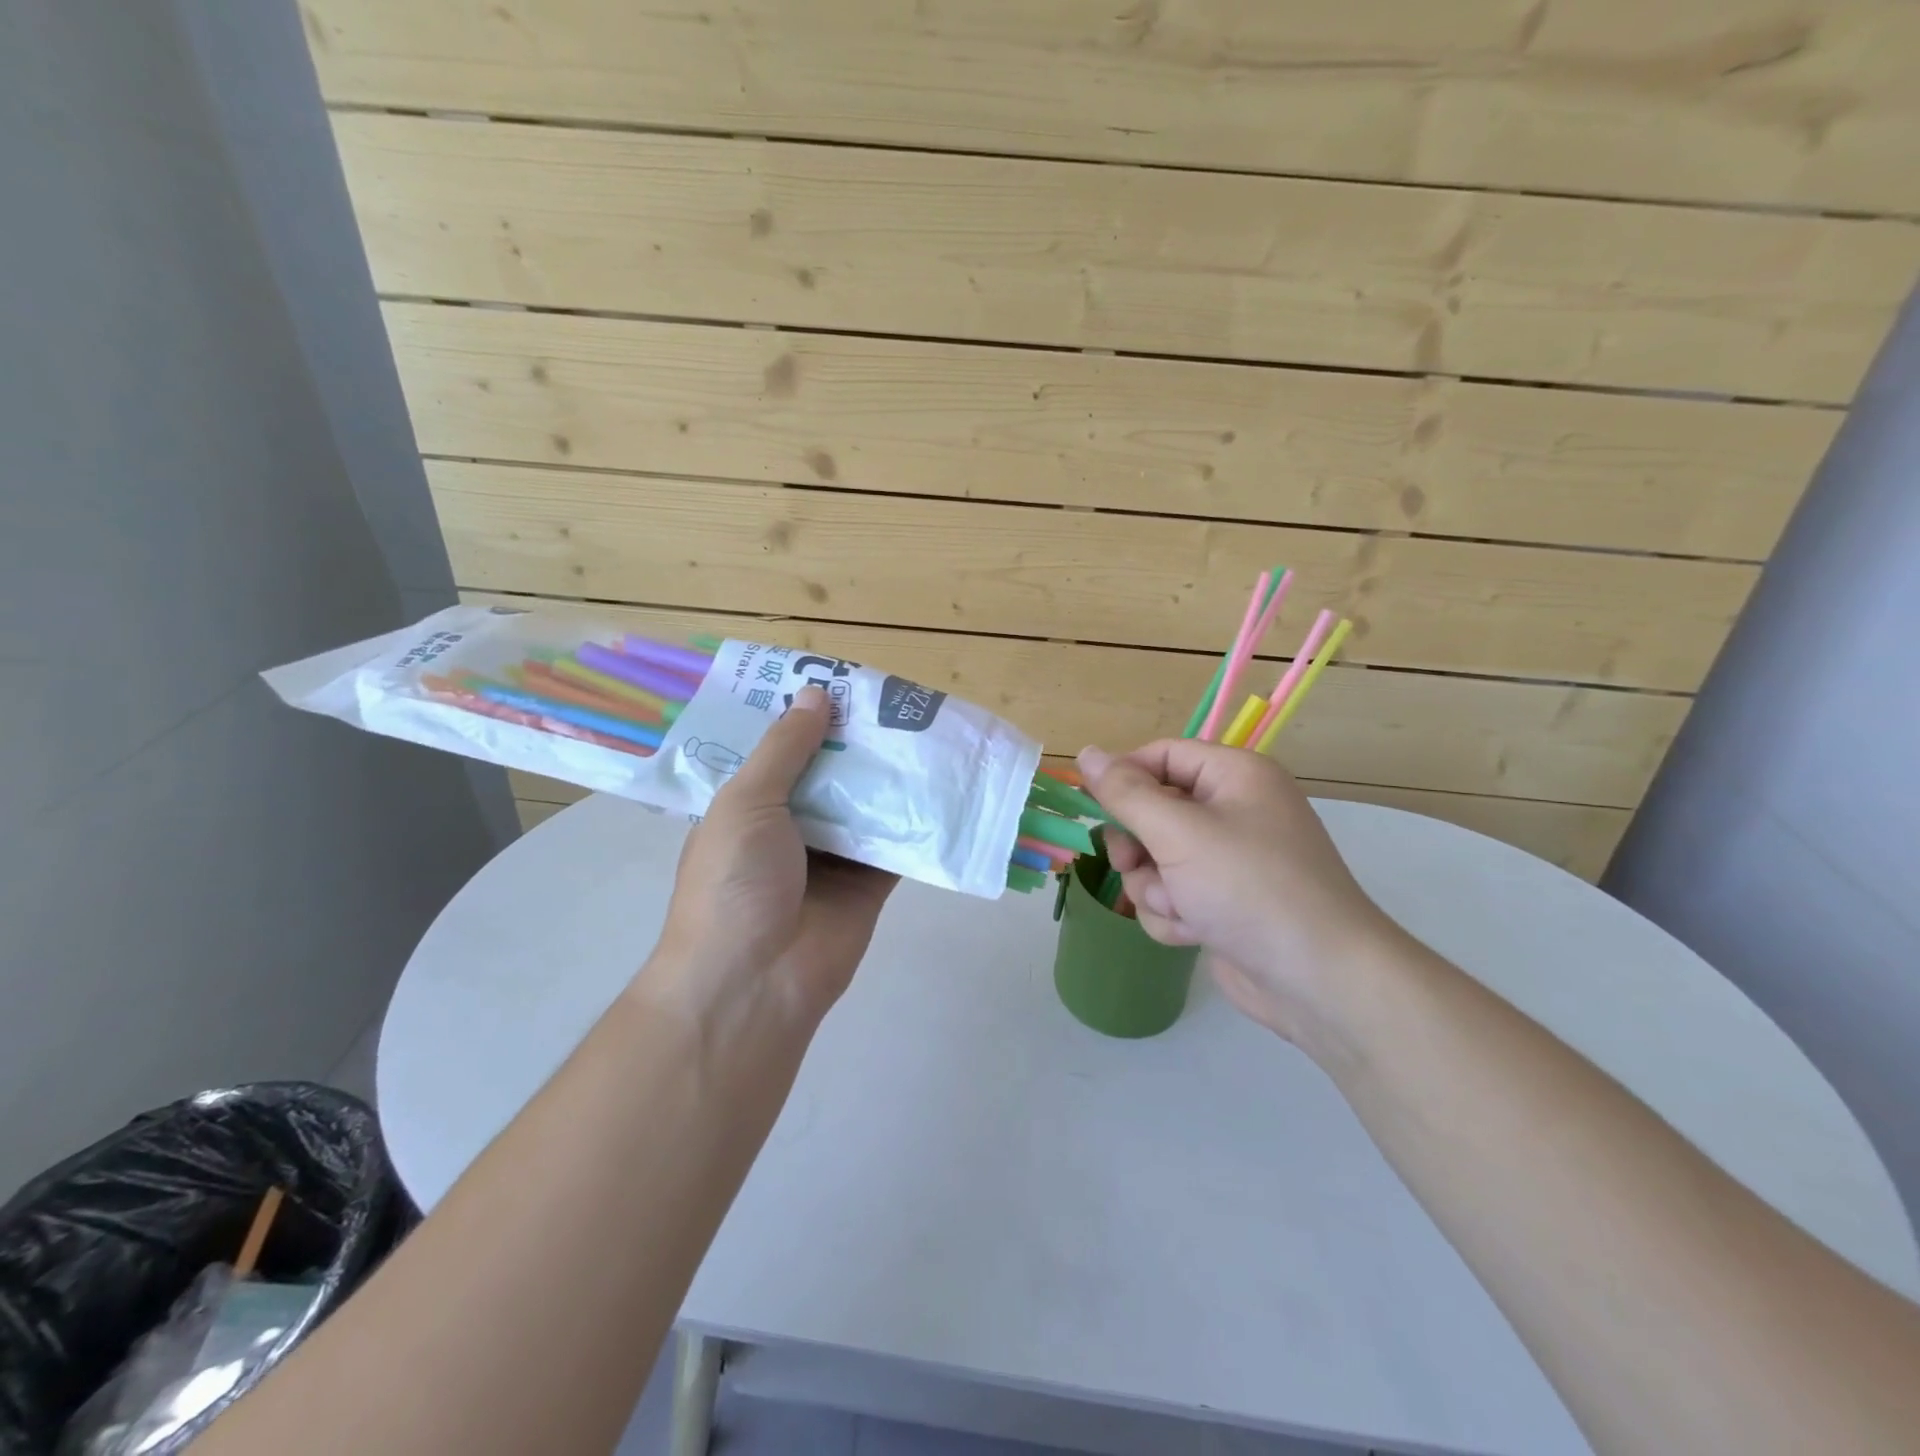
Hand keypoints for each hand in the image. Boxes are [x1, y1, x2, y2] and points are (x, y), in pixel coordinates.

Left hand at [648, 685, 896, 1040]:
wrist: (755, 981)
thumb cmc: (734, 883)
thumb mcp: (746, 803)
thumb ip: (785, 750)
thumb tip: (816, 694)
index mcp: (749, 805)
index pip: (781, 750)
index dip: (807, 717)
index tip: (841, 683)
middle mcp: (790, 826)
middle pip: (830, 773)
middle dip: (857, 741)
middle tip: (897, 699)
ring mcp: (832, 856)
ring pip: (866, 804)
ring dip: (890, 775)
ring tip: (926, 728)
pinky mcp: (869, 883)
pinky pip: (896, 843)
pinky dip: (916, 818)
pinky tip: (942, 782)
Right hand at [1078, 740, 1401, 1045]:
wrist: (1319, 980)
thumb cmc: (1249, 888)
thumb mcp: (1179, 833)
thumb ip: (1126, 793)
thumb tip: (1086, 752)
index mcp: (1235, 776)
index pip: (1162, 756)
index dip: (1124, 777)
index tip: (1090, 805)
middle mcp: (1234, 811)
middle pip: (1154, 811)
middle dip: (1138, 846)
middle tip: (1133, 865)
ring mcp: (1229, 861)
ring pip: (1156, 860)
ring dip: (1155, 888)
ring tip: (1181, 907)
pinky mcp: (1223, 903)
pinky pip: (1173, 895)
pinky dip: (1173, 914)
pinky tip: (1194, 933)